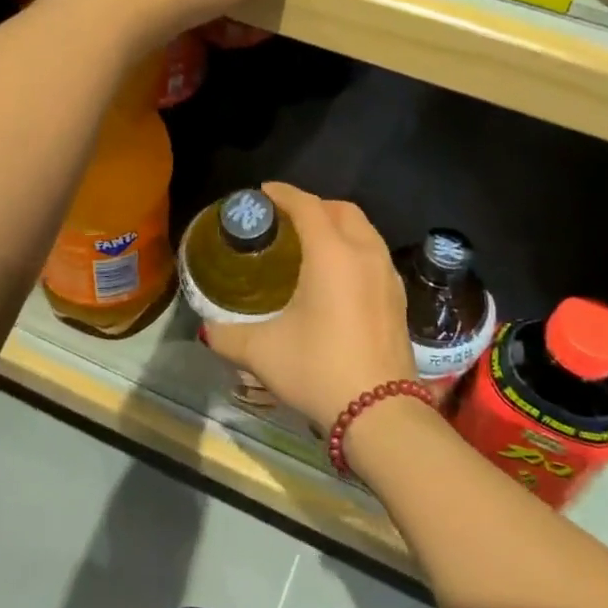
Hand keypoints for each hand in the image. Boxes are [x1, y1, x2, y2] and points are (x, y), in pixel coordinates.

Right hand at [202, 183, 416, 430]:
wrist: (381, 413)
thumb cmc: (318, 368)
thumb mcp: (262, 352)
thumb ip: (228, 335)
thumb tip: (208, 328)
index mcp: (331, 253)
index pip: (306, 205)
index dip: (283, 193)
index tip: (263, 193)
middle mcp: (364, 253)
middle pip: (341, 210)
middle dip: (314, 205)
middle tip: (287, 220)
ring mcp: (387, 275)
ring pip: (364, 230)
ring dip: (338, 226)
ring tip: (313, 243)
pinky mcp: (399, 298)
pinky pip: (375, 255)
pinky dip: (355, 249)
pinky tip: (339, 277)